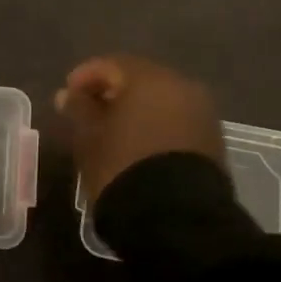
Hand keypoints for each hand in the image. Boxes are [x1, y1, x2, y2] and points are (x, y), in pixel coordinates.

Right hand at [55, 54, 222, 202]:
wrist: (177, 217)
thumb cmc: (123, 166)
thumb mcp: (89, 137)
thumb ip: (79, 108)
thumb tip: (69, 93)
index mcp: (150, 78)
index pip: (112, 64)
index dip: (86, 76)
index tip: (68, 95)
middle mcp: (182, 86)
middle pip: (140, 79)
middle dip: (113, 91)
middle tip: (89, 111)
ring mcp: (202, 113)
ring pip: (161, 100)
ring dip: (136, 109)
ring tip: (113, 131)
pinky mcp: (212, 140)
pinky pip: (177, 121)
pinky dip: (156, 125)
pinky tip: (138, 144)